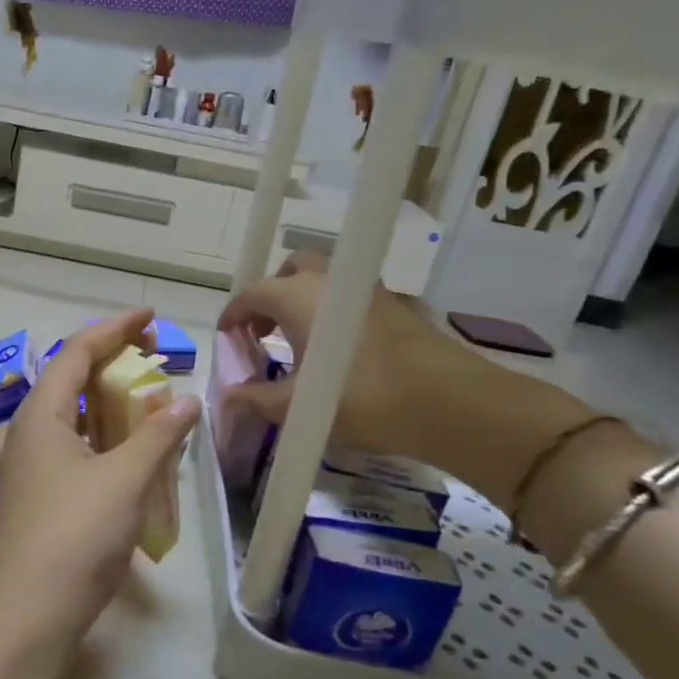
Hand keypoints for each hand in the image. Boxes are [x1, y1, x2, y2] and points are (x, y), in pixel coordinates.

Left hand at [0, 309, 198, 666]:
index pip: (77, 352)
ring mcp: (33, 468)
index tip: (150, 316)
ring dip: (111, 403)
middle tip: (153, 355)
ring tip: (150, 400)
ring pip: (74, 418)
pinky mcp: (42, 497)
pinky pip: (77, 450)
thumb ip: (157, 436)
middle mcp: (30, 433)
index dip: (113, 328)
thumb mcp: (124, 479)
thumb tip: (186, 400)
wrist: (27, 614)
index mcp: (41, 415)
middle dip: (113, 362)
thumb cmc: (74, 534)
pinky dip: (106, 440)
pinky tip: (133, 453)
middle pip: (72, 380)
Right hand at [217, 254, 591, 507]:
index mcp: (300, 297)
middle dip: (270, 296)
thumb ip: (258, 400)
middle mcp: (331, 281)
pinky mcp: (395, 308)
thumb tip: (229, 397)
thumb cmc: (364, 399)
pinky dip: (330, 314)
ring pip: (323, 282)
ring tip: (295, 345)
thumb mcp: (301, 407)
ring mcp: (368, 291)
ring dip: (301, 304)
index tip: (226, 338)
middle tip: (261, 333)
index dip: (234, 314)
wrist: (452, 403)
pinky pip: (348, 298)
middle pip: (290, 271)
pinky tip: (334, 353)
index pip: (253, 292)